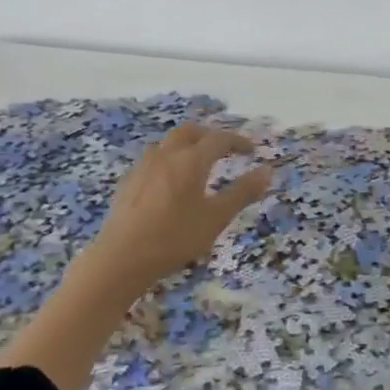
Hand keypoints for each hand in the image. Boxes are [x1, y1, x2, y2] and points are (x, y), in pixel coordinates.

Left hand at [77, 125, 273, 292]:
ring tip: (198, 164)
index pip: (219, 139)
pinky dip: (169, 160)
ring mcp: (143, 167)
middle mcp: (166, 155)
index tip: (252, 150)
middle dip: (210, 136)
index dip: (238, 141)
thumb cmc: (175, 237)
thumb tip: (268, 170)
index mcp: (191, 160)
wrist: (121, 257)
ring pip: (168, 143)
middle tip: (224, 149)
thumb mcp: (216, 218)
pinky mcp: (128, 182)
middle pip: (190, 132)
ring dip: (187, 145)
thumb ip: (243, 192)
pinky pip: (153, 160)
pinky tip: (170, 183)